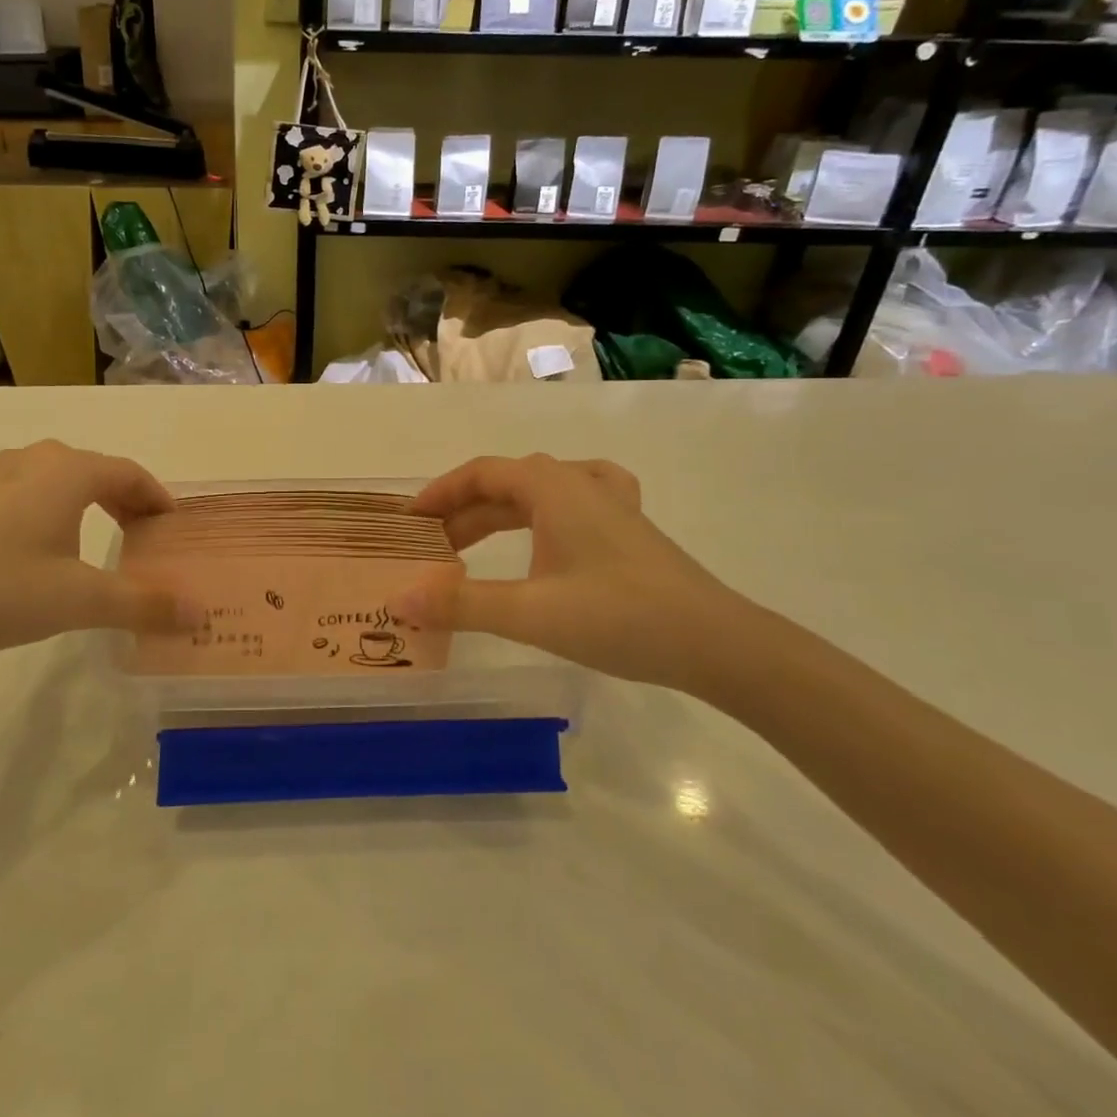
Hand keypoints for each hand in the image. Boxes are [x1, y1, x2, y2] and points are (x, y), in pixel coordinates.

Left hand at [0, 441, 185, 661]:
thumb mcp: (78, 601)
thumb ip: (143, 604)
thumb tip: (201, 613)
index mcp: (67, 471)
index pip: (130, 473)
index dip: (158, 498)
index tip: (175, 527)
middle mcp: (34, 459)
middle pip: (98, 471)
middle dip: (128, 500)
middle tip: (146, 537)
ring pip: (62, 480)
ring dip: (92, 504)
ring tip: (103, 542)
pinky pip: (31, 492)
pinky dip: (57, 510)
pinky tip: (46, 549)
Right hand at [394, 455, 751, 690]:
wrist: (716, 643)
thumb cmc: (618, 617)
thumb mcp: (530, 613)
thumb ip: (461, 604)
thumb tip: (399, 601)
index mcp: (553, 487)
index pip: (481, 473)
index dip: (440, 493)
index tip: (410, 521)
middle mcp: (579, 482)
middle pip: (507, 483)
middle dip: (463, 511)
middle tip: (431, 546)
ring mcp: (610, 502)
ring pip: (538, 492)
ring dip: (498, 514)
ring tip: (470, 544)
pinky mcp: (629, 528)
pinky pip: (574, 499)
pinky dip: (544, 509)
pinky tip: (548, 523)